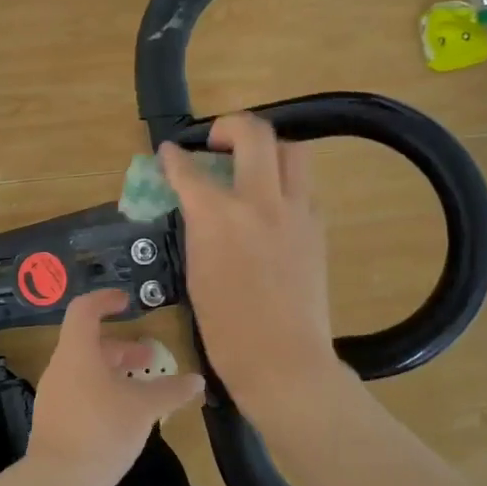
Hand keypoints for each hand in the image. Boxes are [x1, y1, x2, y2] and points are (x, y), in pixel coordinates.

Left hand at [25, 290, 204, 485]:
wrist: (59, 485)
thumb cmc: (102, 431)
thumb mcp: (143, 408)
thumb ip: (170, 391)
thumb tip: (196, 381)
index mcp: (77, 353)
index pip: (84, 310)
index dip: (105, 300)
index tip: (127, 302)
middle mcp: (61, 370)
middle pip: (89, 344)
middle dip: (121, 347)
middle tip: (150, 357)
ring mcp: (55, 398)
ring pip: (87, 372)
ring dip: (116, 373)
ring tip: (145, 389)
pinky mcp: (57, 424)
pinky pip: (83, 396)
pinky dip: (106, 394)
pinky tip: (128, 417)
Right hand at [158, 112, 345, 410]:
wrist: (283, 360)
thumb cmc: (226, 329)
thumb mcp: (196, 272)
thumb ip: (198, 228)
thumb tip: (199, 205)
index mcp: (219, 216)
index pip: (190, 169)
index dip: (174, 157)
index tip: (169, 152)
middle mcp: (261, 202)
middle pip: (255, 133)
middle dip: (231, 125)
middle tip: (218, 140)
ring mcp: (296, 212)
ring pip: (292, 150)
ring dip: (269, 148)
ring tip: (253, 166)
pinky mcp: (317, 228)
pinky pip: (304, 188)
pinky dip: (285, 185)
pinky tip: (272, 208)